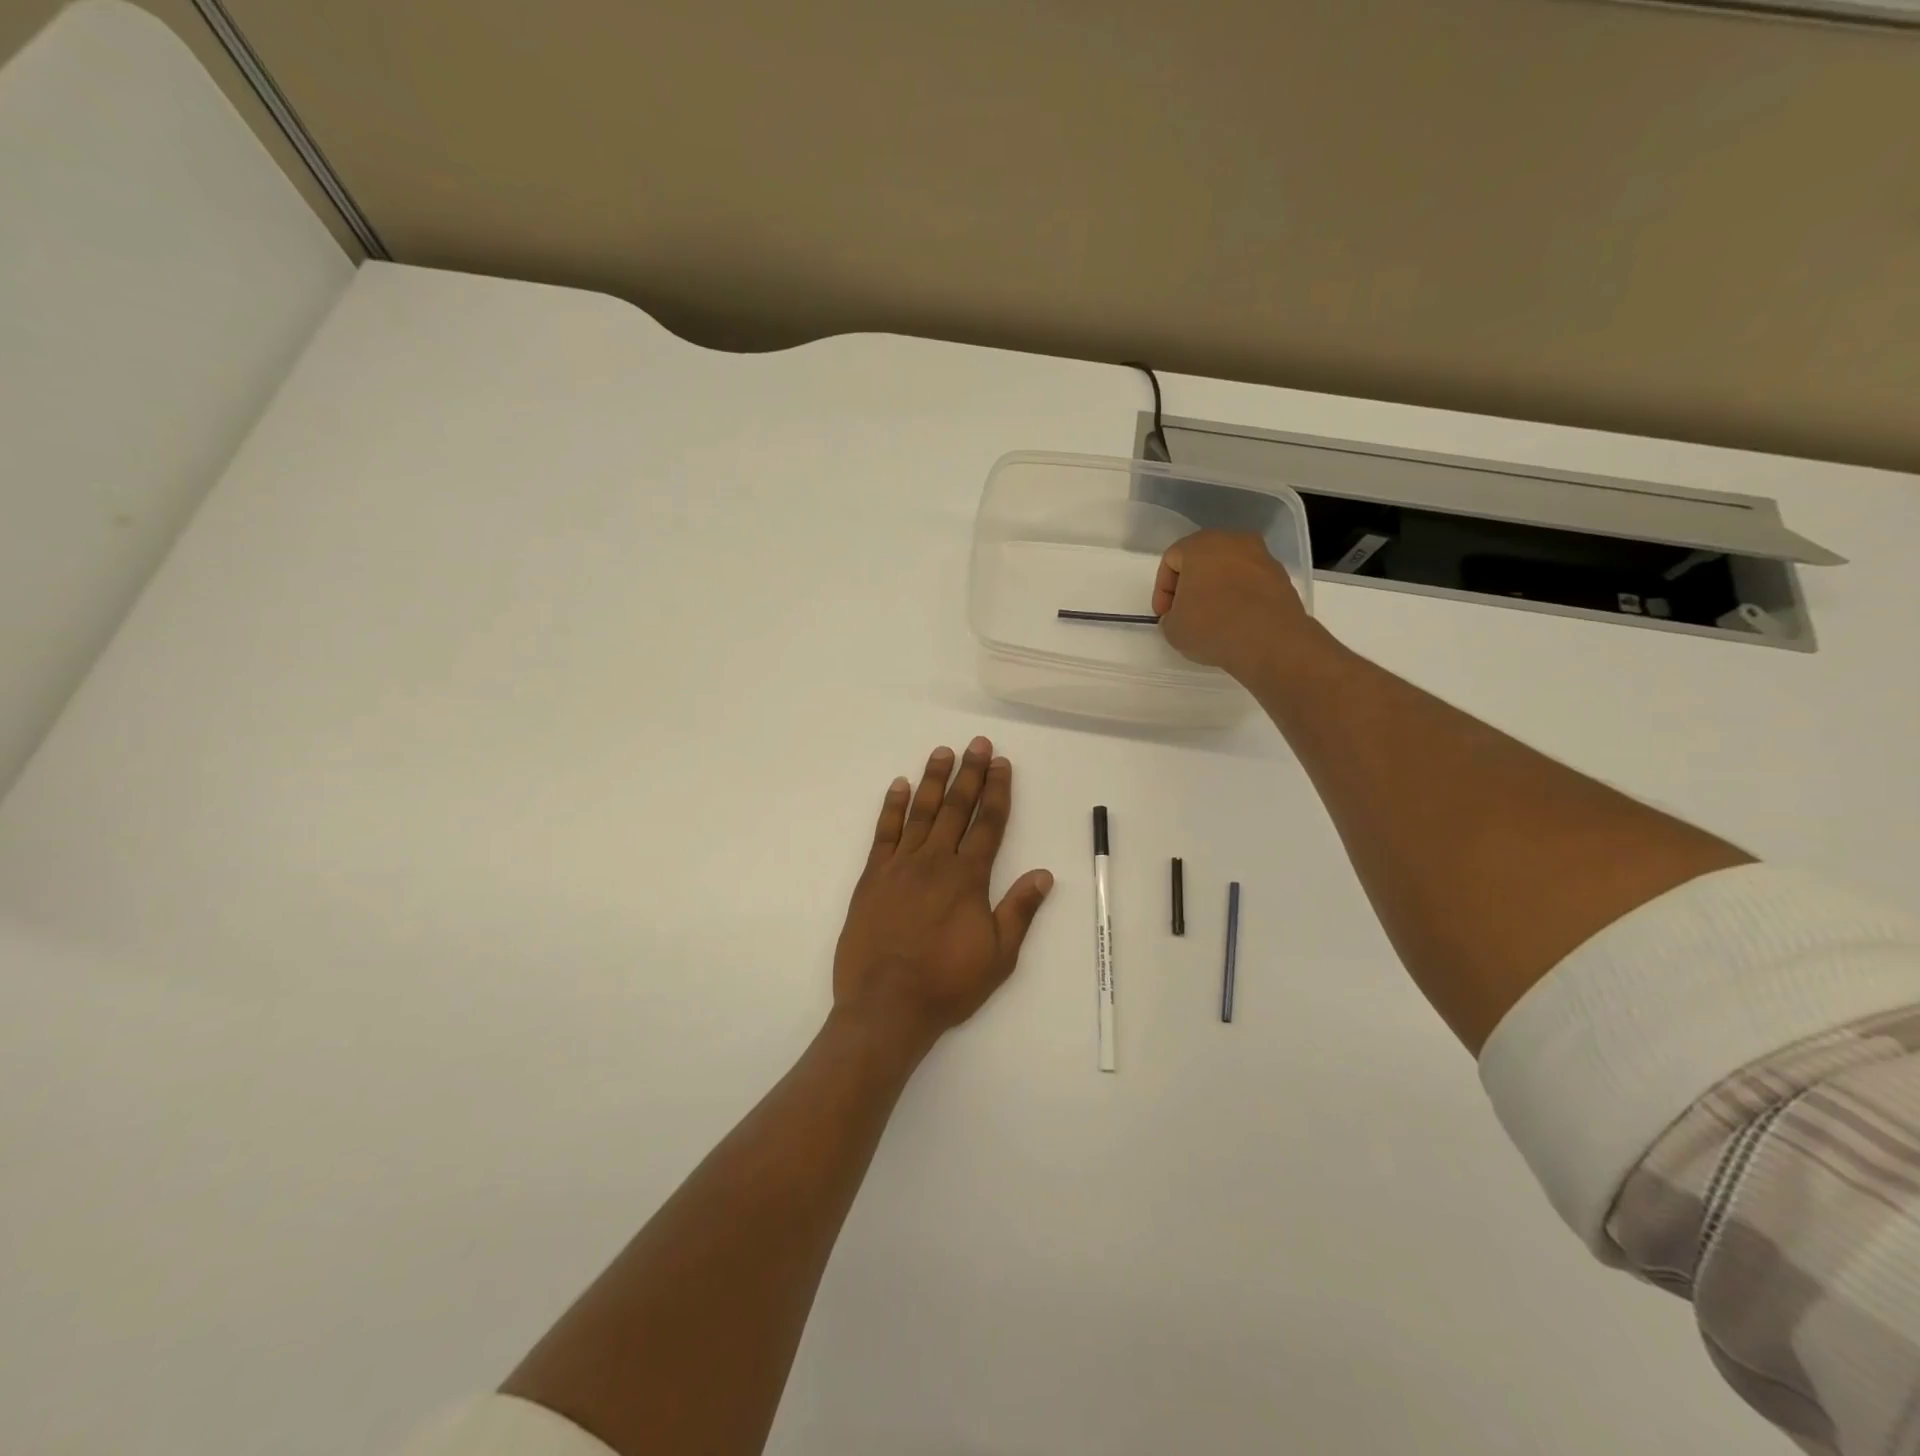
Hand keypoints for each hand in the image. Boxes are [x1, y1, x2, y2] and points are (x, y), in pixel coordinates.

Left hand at [833, 738, 1053, 1057]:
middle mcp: (935, 862)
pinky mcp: (872, 877)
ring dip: (932, 780)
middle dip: (969, 774)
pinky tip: (898, 786)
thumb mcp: (998, 956)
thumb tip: (1044, 874)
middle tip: (977, 744)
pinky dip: (892, 807)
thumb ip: (1019, 910)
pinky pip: (884, 833)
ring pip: (920, 812)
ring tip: (942, 752)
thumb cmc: (947, 983)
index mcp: (968, 878)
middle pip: (956, 808)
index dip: (997, 791)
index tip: (1001, 764)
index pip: (988, 824)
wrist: (886, 1005)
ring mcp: (900, 866)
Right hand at [1153, 530, 1312, 682]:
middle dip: (1191, 586)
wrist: (1269, 640)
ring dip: (1218, 591)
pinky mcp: (1282, 578)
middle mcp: (1234, 541)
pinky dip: (1241, 599)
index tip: (1164, 616)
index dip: (1162, 590)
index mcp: (1201, 544)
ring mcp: (1262, 558)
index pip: (1171, 560)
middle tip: (1186, 614)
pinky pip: (1251, 585)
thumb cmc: (1211, 625)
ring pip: (1229, 572)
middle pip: (1203, 561)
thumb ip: (1170, 617)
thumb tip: (1180, 617)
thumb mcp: (1172, 628)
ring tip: (1213, 621)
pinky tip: (1236, 623)